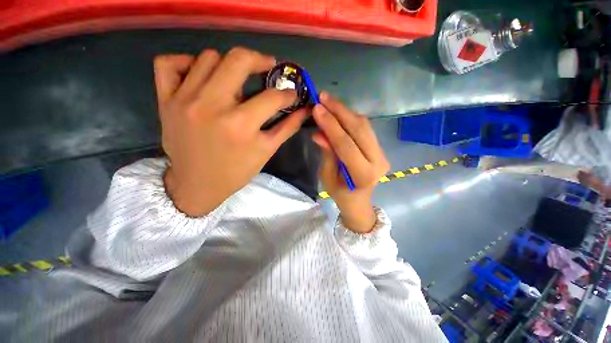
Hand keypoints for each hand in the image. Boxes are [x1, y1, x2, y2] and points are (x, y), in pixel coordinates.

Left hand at [154, 48, 307, 215]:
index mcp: (241, 125)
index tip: (292, 93)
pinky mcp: (165, 100)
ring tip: (236, 77)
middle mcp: (212, 106)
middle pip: (238, 60)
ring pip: (208, 57)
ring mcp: (184, 99)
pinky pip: (168, 63)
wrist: (197, 184)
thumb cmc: (236, 171)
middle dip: (260, 60)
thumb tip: (304, 110)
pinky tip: (200, 74)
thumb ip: (287, 128)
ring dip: (228, 64)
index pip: (272, 97)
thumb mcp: (266, 152)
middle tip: (268, 67)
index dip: (288, 94)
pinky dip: (186, 62)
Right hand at [311, 92, 389, 232]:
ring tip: (328, 100)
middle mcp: (377, 161)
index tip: (317, 108)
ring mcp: (382, 153)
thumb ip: (327, 153)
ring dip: (345, 111)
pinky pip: (365, 128)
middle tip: (323, 97)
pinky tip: (339, 110)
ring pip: (364, 125)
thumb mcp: (327, 176)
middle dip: (340, 111)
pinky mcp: (379, 147)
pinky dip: (350, 117)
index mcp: (363, 175)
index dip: (331, 126)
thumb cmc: (339, 193)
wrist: (358, 200)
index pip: (346, 145)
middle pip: (359, 130)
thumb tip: (319, 132)